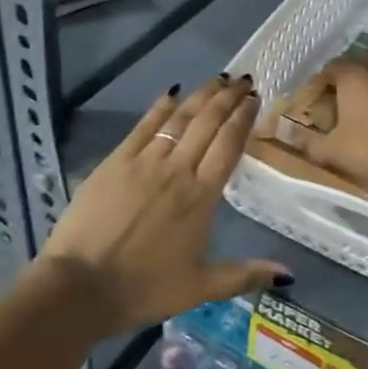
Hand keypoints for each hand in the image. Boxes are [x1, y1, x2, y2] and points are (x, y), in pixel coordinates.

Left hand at [39, 76, 286, 335]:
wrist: (79, 287)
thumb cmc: (143, 289)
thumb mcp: (200, 287)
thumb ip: (244, 275)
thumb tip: (288, 275)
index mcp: (202, 197)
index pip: (229, 145)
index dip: (243, 118)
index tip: (254, 98)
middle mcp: (178, 170)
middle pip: (208, 123)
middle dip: (228, 98)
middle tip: (242, 80)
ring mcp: (144, 162)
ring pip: (179, 118)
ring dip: (201, 96)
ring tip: (217, 79)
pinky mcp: (115, 161)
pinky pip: (144, 126)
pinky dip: (160, 107)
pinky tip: (172, 93)